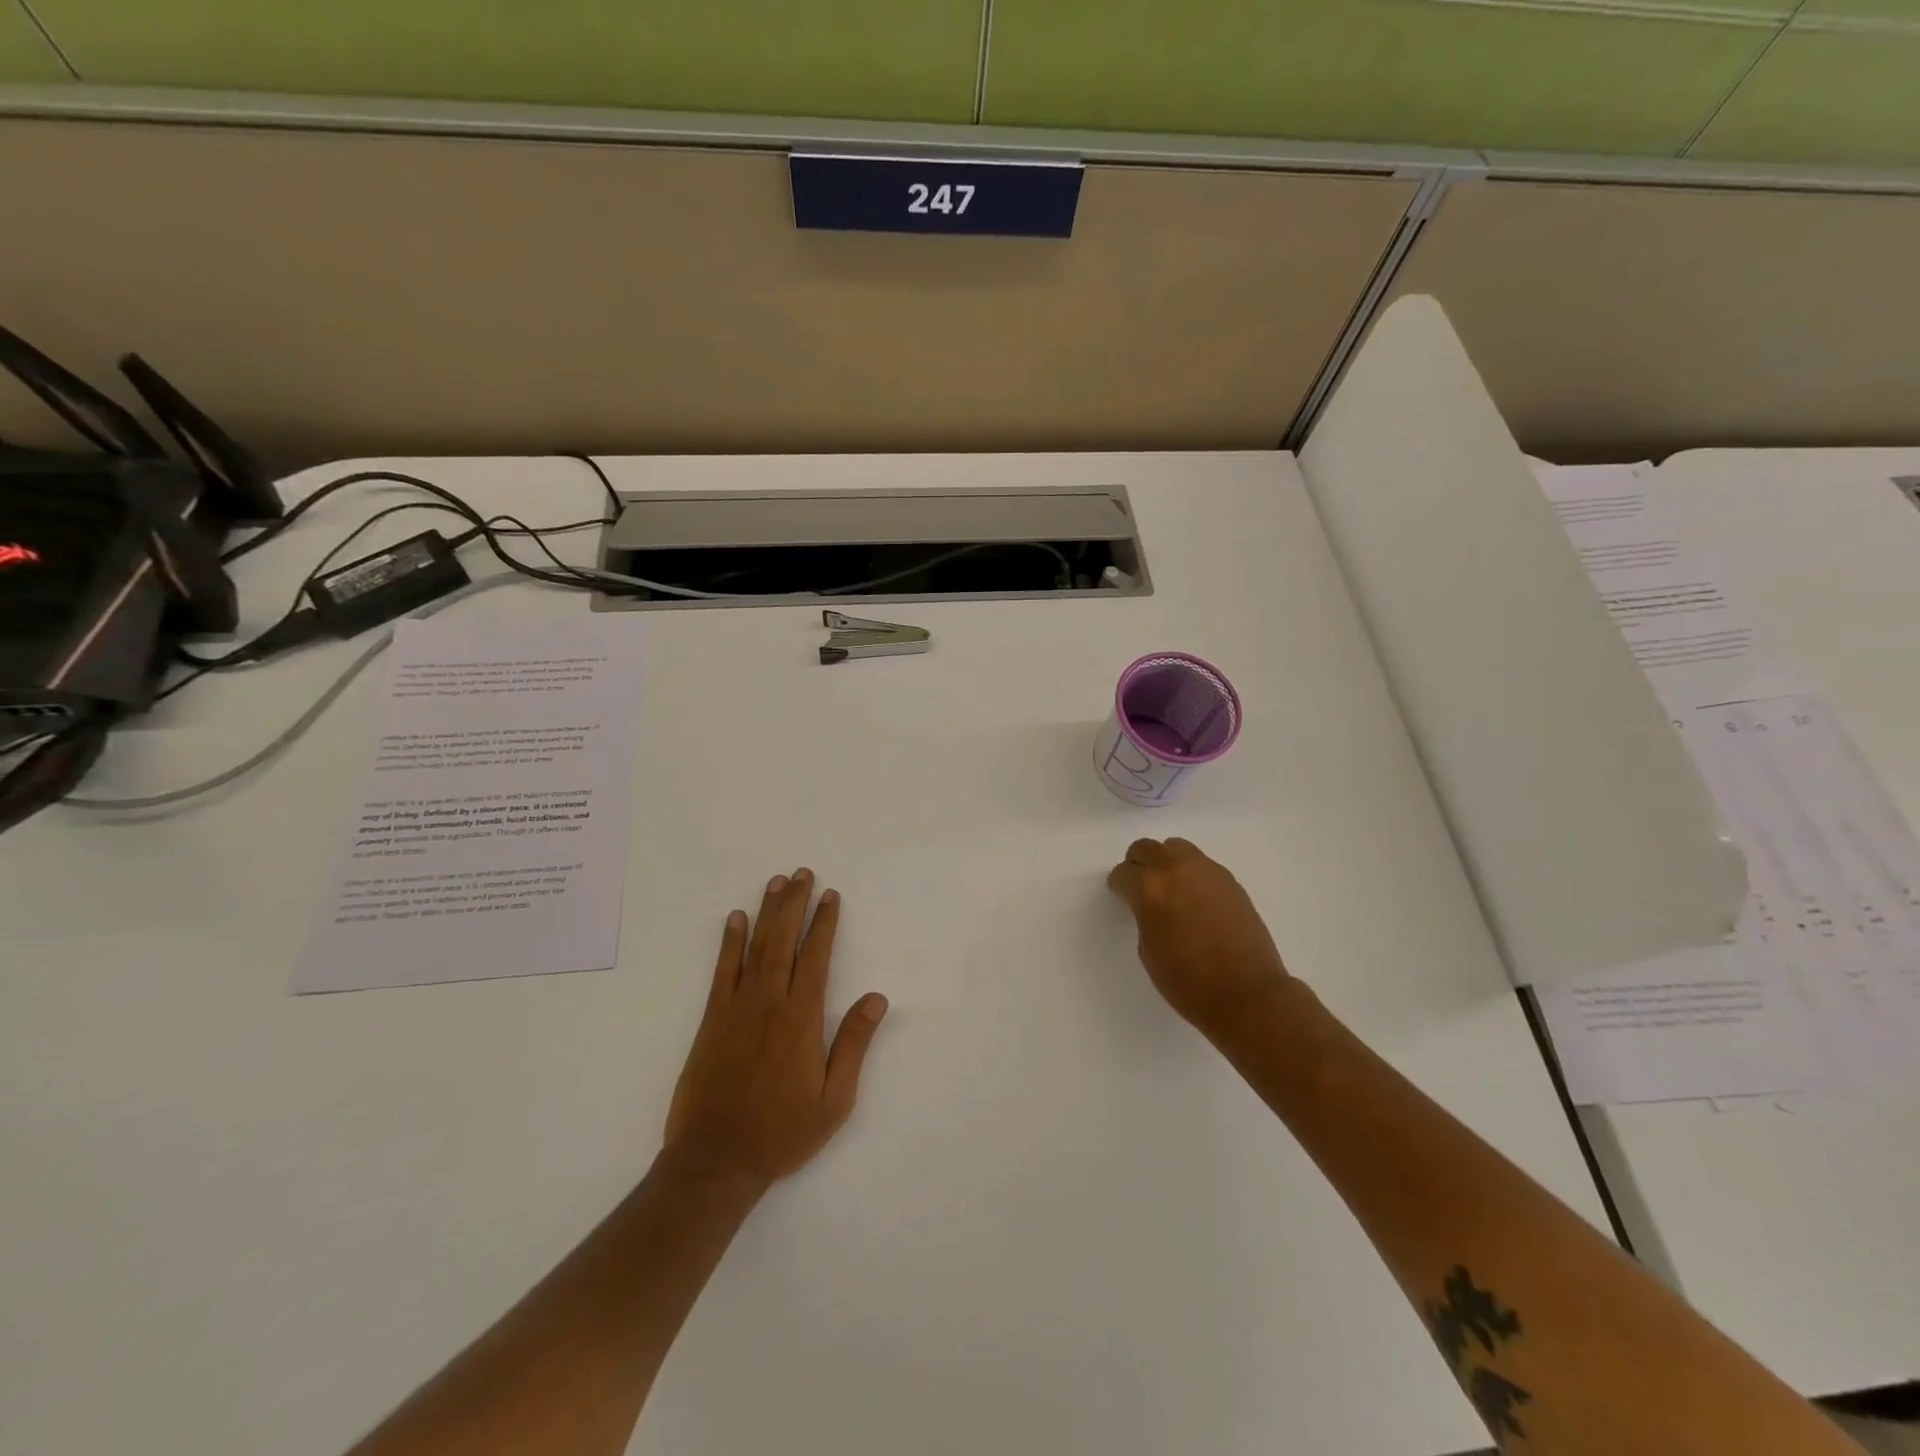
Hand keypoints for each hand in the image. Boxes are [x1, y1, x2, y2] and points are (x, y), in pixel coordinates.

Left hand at [665, 869, 888, 1192]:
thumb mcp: (834, 1100)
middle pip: (784, 940)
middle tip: (801, 873)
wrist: (715, 1160)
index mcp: (802, 1018)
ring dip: (766, 912)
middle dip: (795, 904)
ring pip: (755, 947)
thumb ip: (854, 1044)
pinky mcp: (712, 1019)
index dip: (825, 923)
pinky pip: (723, 970)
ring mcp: (737, 1007)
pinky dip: (729, 942)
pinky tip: (734, 919)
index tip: (830, 895)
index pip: (817, 957)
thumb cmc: (782, 1132)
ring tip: (776, 882)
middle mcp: (770, 1002)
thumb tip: (877, 998)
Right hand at [1108, 838, 1293, 1041]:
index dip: (1119, 885)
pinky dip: (1191, 873)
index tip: (1121, 896)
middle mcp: (1176, 868)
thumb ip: (1144, 915)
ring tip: (1169, 888)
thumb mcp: (1148, 950)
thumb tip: (1150, 905)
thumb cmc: (1188, 981)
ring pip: (1176, 848)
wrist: (1247, 993)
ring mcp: (1207, 870)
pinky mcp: (1230, 880)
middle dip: (1139, 864)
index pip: (1124, 872)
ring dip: (1166, 862)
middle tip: (1140, 886)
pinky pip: (1201, 864)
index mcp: (1150, 887)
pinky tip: (1195, 899)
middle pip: (1147, 849)